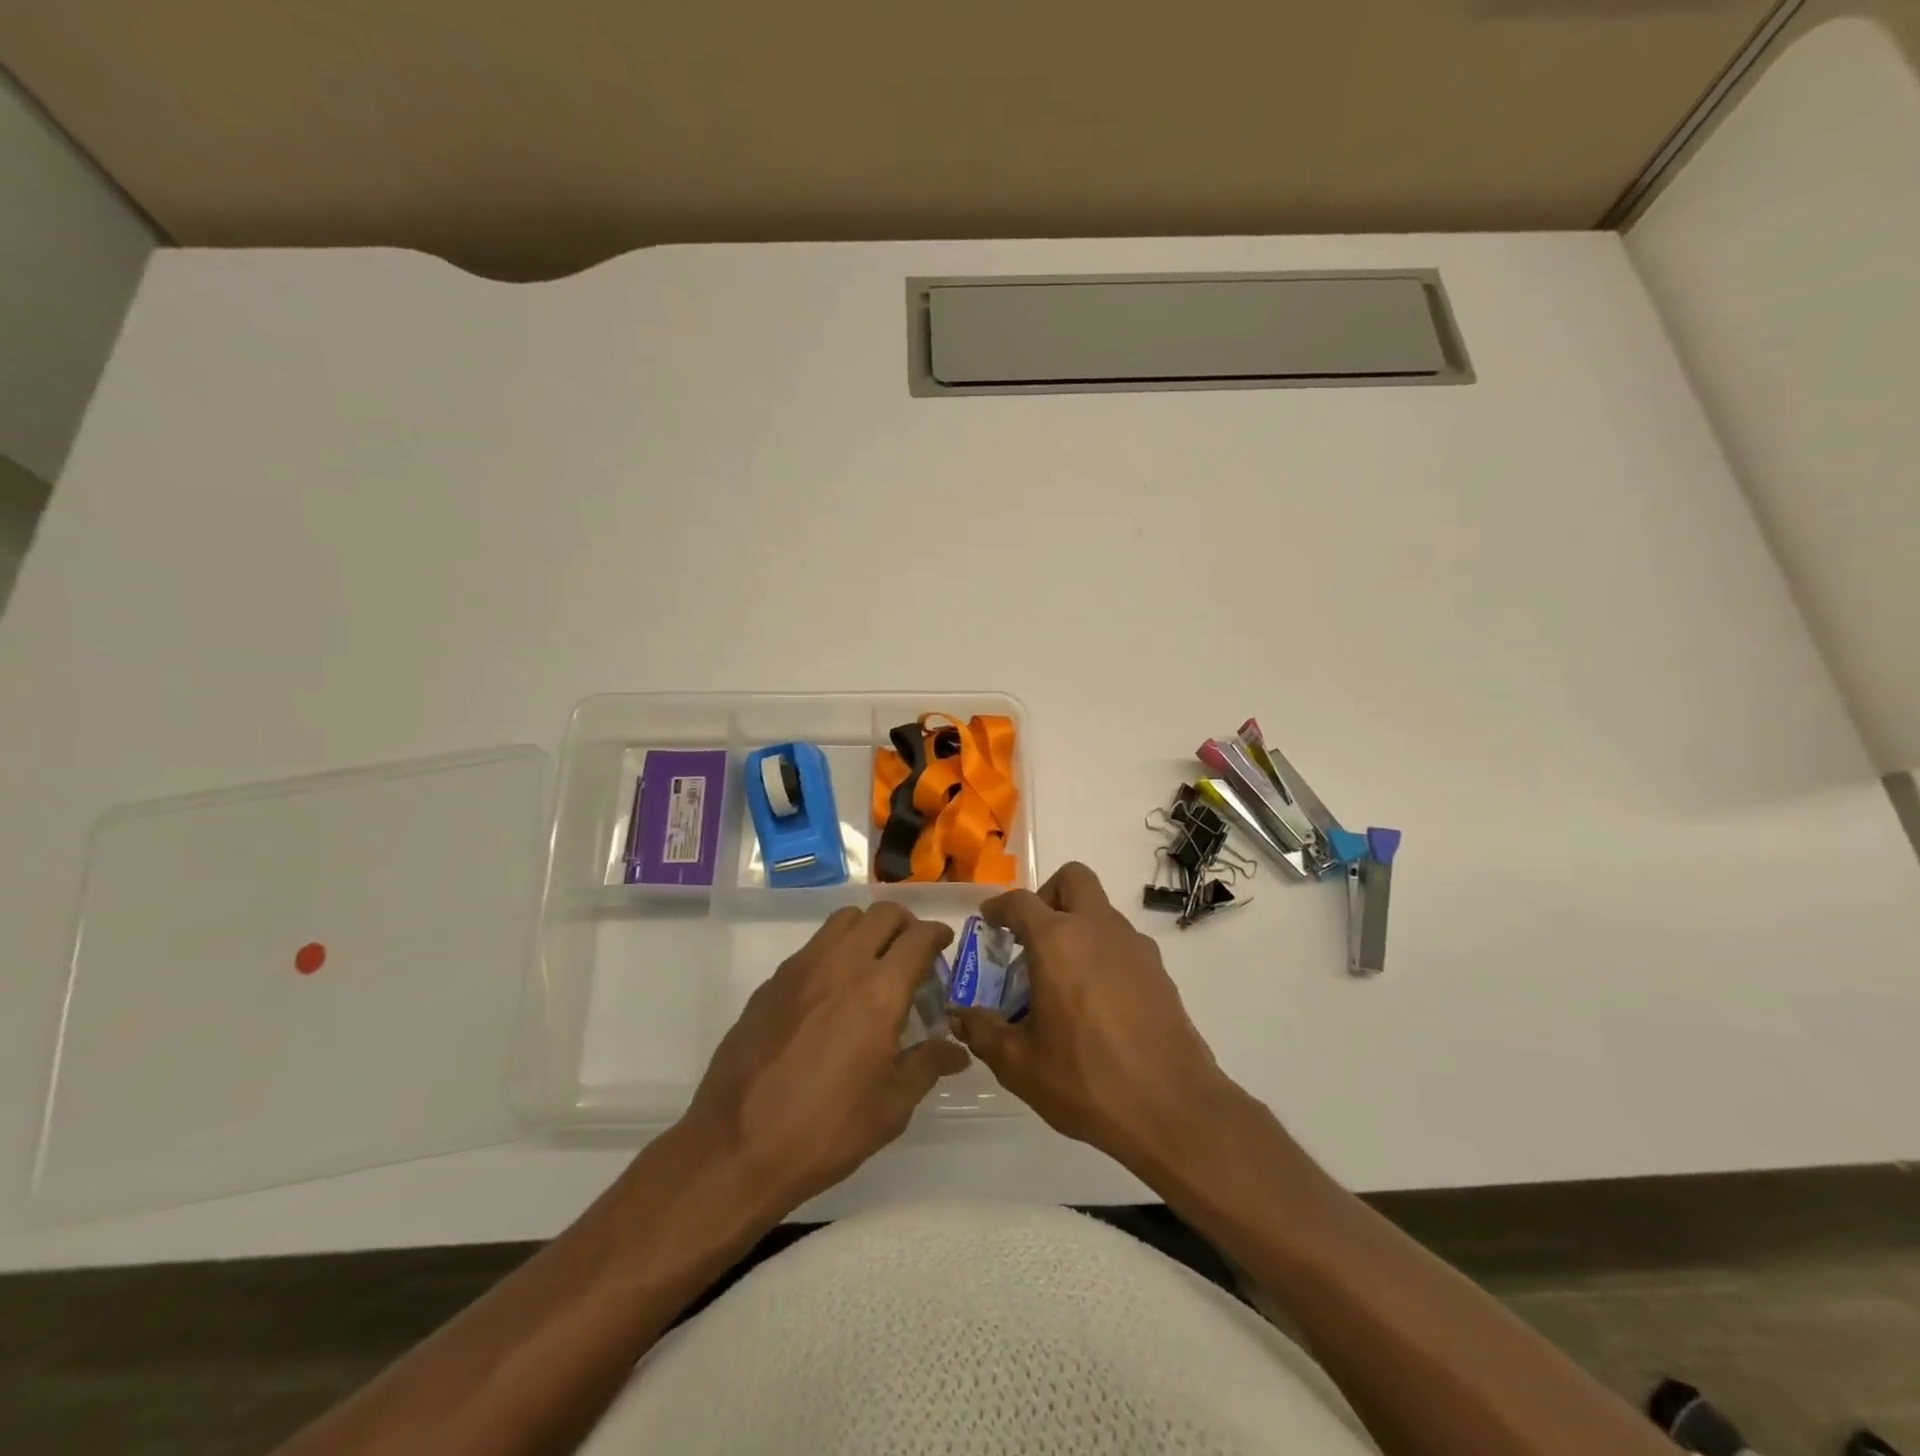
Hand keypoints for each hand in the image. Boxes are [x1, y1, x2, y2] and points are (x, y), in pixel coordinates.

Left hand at [681, 903, 968, 1211]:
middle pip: (881, 915)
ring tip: (873, 964)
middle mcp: (841, 966)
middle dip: (905, 924)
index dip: (936, 934)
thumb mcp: (890, 1108)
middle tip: (912, 951)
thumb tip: (955, 1052)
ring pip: (843, 921)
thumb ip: (926, 1067)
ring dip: (867, 930)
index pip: (917, 938)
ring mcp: (800, 969)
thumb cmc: (825, 1131)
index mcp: (879, 993)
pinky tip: (832, 994)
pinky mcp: (771, 983)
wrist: (736, 1147)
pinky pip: (813, 947)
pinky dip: (834, 952)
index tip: (944, 942)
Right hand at [952, 863, 1239, 1178]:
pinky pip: (1122, 942)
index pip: (1020, 901)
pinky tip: (1096, 1002)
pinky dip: (1103, 953)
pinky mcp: (1159, 970)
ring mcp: (1134, 946)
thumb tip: (960, 1017)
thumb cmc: (1086, 1080)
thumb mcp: (1020, 1065)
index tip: (989, 921)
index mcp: (1057, 941)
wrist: (1173, 1108)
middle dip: (1048, 895)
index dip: (999, 907)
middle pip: (1073, 879)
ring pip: (1101, 910)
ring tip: (1062, 978)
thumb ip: (984, 1032)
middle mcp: (1097, 929)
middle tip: (1034, 935)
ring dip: (1078, 926)